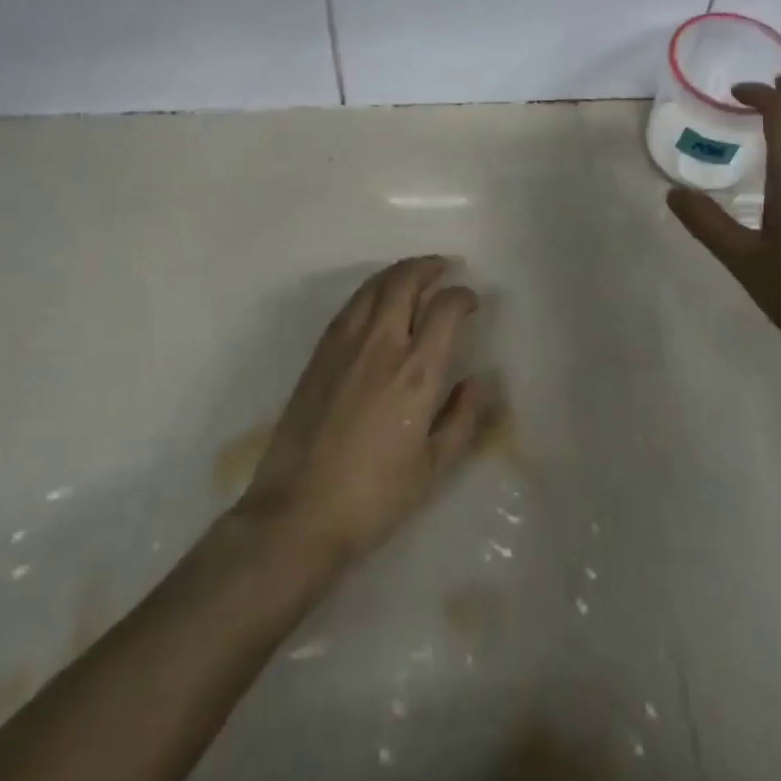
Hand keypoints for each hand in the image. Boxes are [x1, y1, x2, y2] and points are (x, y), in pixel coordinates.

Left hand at [238, 257, 488, 571]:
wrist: (298, 512)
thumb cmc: (374, 497)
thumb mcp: (433, 468)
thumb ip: (463, 419)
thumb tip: (481, 381)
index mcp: (416, 371)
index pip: (445, 308)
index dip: (463, 296)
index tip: (471, 302)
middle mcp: (381, 344)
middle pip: (406, 281)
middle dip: (429, 267)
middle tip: (445, 267)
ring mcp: (345, 344)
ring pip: (375, 286)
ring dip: (399, 271)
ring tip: (415, 274)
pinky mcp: (320, 353)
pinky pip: (351, 304)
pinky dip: (372, 290)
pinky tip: (378, 300)